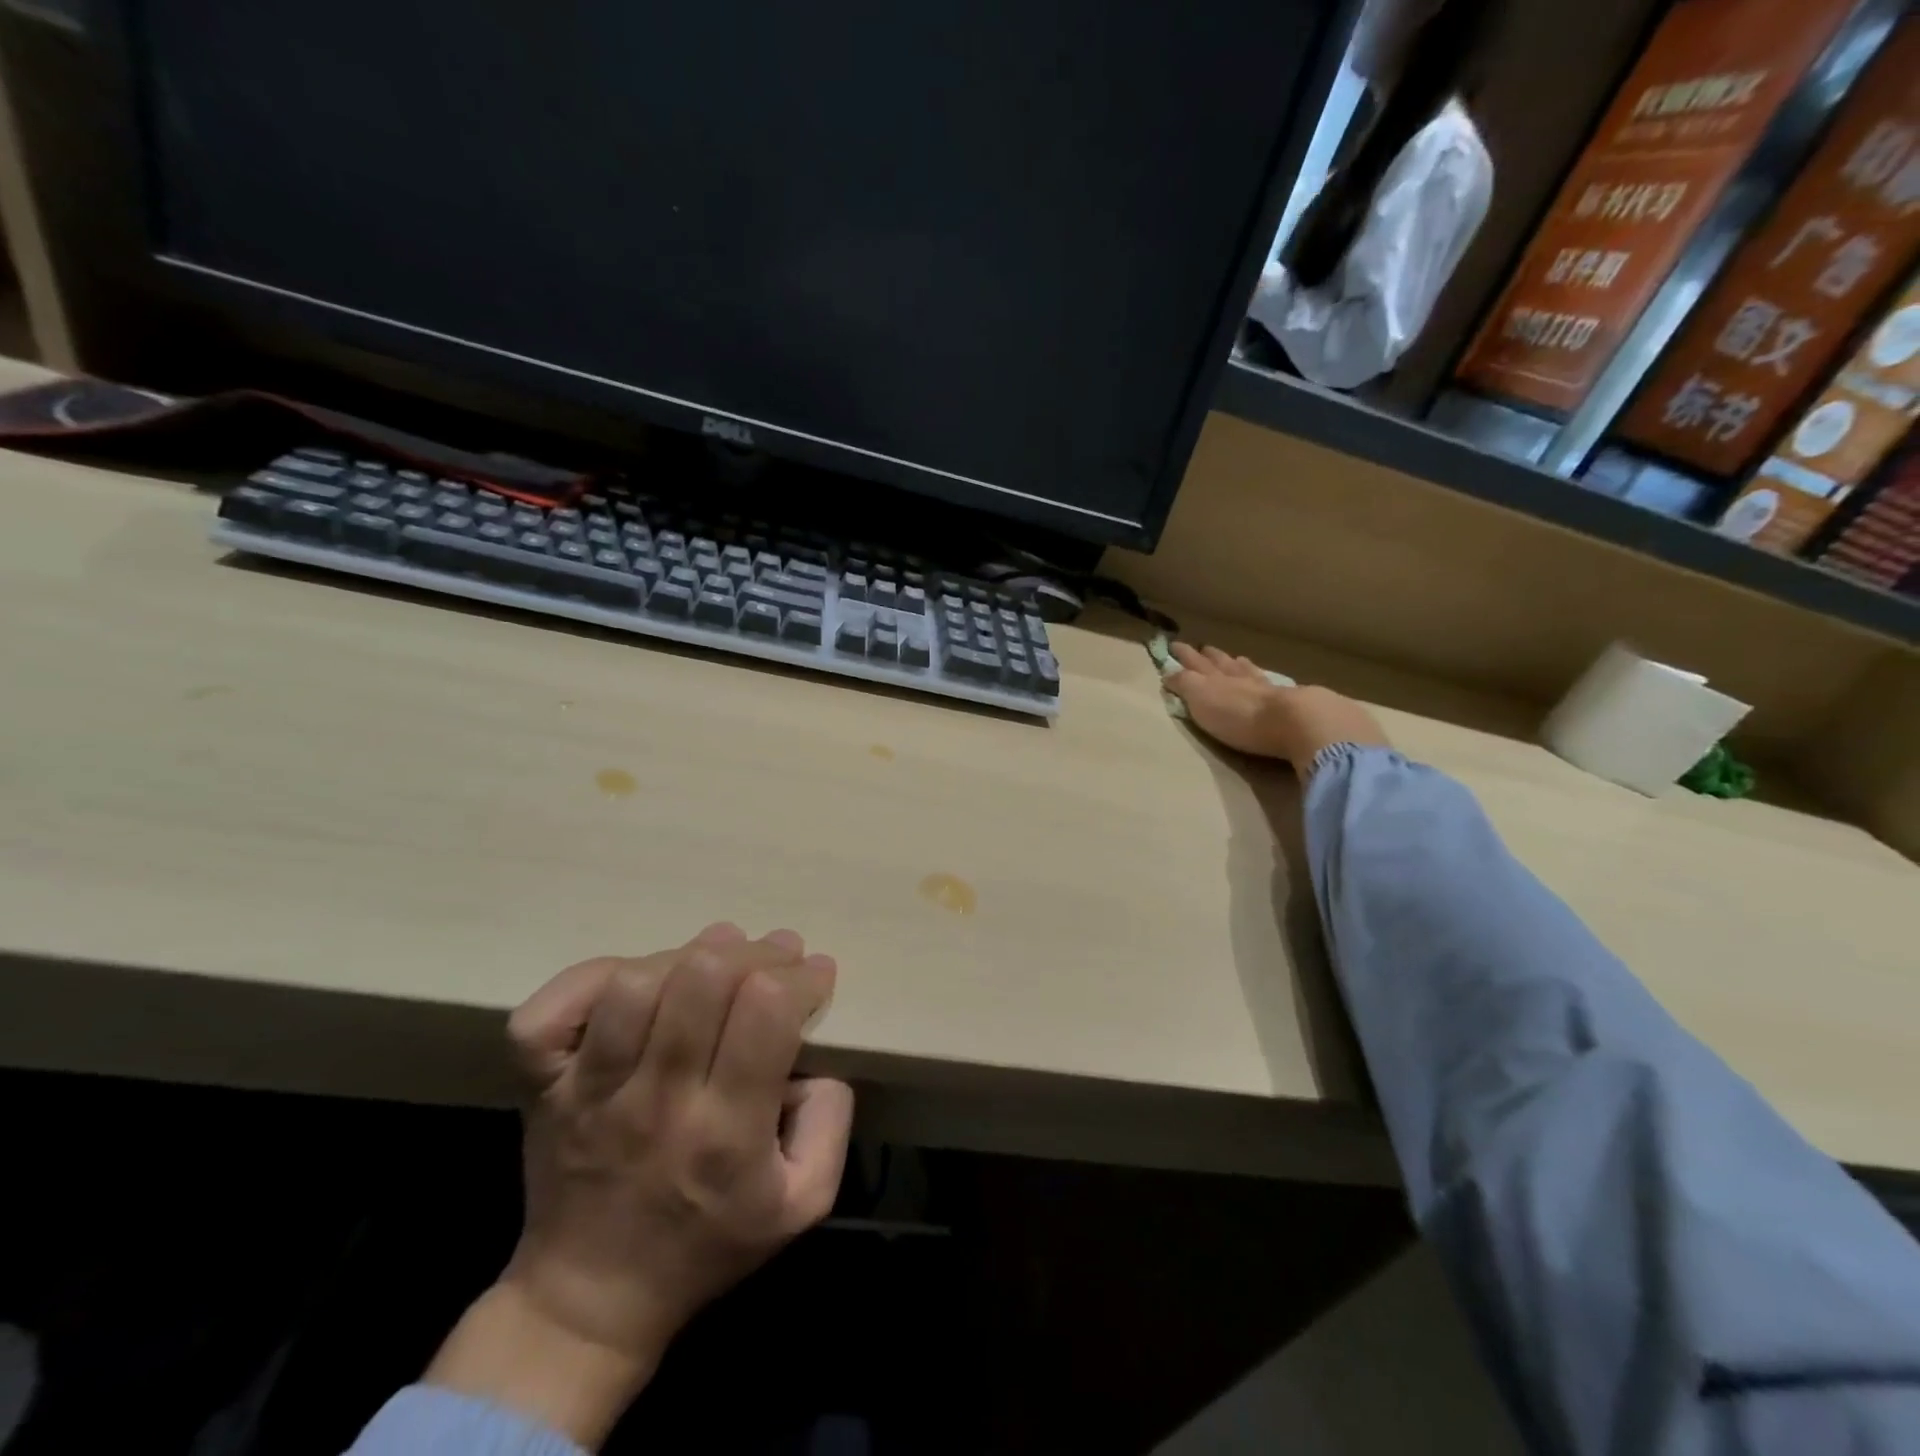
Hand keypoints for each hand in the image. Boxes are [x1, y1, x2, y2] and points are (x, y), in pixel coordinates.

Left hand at [428, 923, 851, 1447]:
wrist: (591, 1301)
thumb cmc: (708, 1247)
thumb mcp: (802, 1203)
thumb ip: (830, 1121)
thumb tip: (816, 1054)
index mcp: (727, 1133)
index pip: (766, 1010)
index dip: (801, 977)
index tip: (815, 976)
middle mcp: (657, 1101)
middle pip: (704, 979)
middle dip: (756, 952)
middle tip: (776, 957)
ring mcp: (591, 1091)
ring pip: (635, 983)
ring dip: (687, 956)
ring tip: (715, 961)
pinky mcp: (543, 1086)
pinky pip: (550, 1012)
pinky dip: (590, 979)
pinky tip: (632, 982)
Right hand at [1166, 643, 1387, 767]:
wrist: (1291, 722)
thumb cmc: (1238, 715)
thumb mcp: (1200, 699)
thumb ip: (1184, 684)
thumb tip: (1168, 671)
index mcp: (1214, 679)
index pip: (1194, 664)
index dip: (1184, 656)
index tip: (1175, 645)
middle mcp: (1238, 678)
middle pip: (1221, 664)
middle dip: (1209, 656)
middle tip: (1203, 647)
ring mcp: (1264, 688)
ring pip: (1245, 670)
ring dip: (1236, 664)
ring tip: (1234, 658)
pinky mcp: (1286, 702)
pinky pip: (1267, 683)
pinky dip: (1260, 676)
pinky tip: (1264, 677)